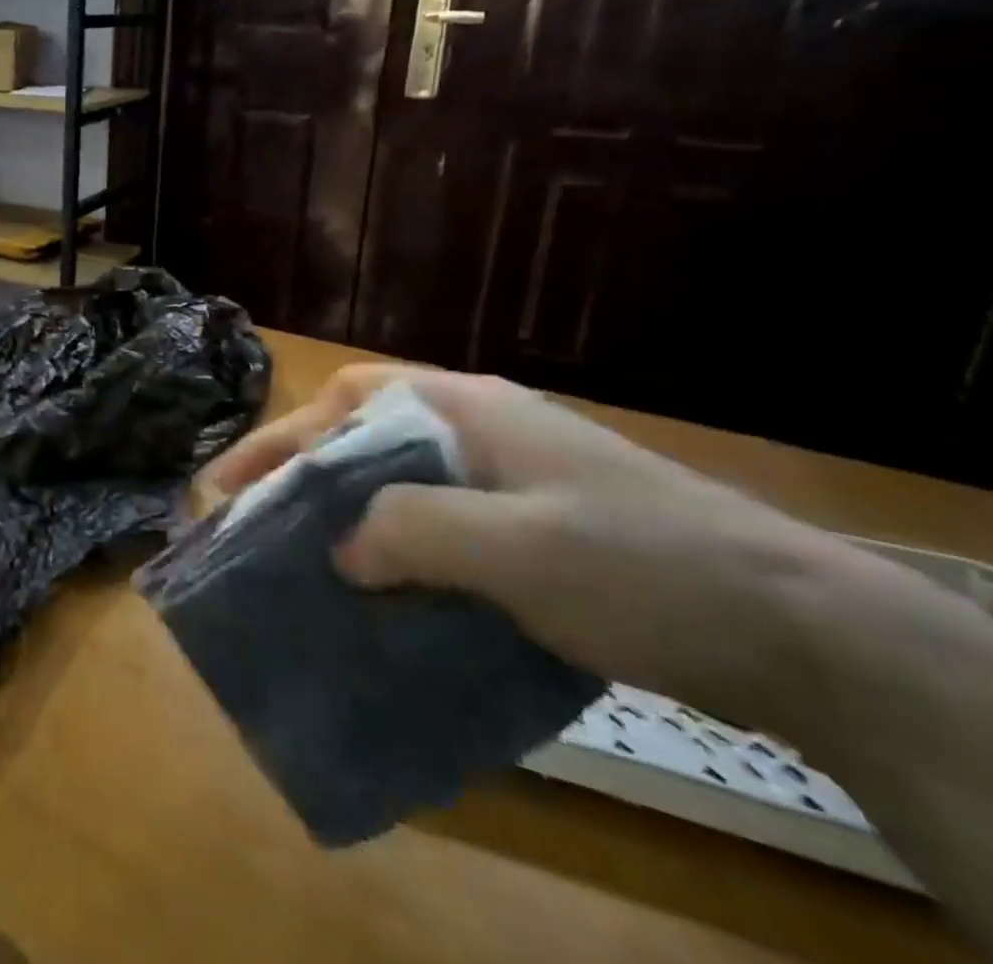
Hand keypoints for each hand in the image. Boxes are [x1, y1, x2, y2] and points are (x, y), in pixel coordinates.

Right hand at [200, 364, 838, 721]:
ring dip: (346, 513)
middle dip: (303, 473)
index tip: (231, 484)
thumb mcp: (515, 546)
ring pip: (397, 481)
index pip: (347, 402)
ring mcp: (506, 476)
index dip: (281, 436)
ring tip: (305, 558)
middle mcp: (477, 428)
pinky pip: (435, 524)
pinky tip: (385, 592)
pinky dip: (395, 547)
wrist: (798, 627)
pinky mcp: (529, 525)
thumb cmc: (638, 564)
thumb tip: (340, 550)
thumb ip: (411, 532)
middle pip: (364, 435)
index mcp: (464, 409)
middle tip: (255, 520)